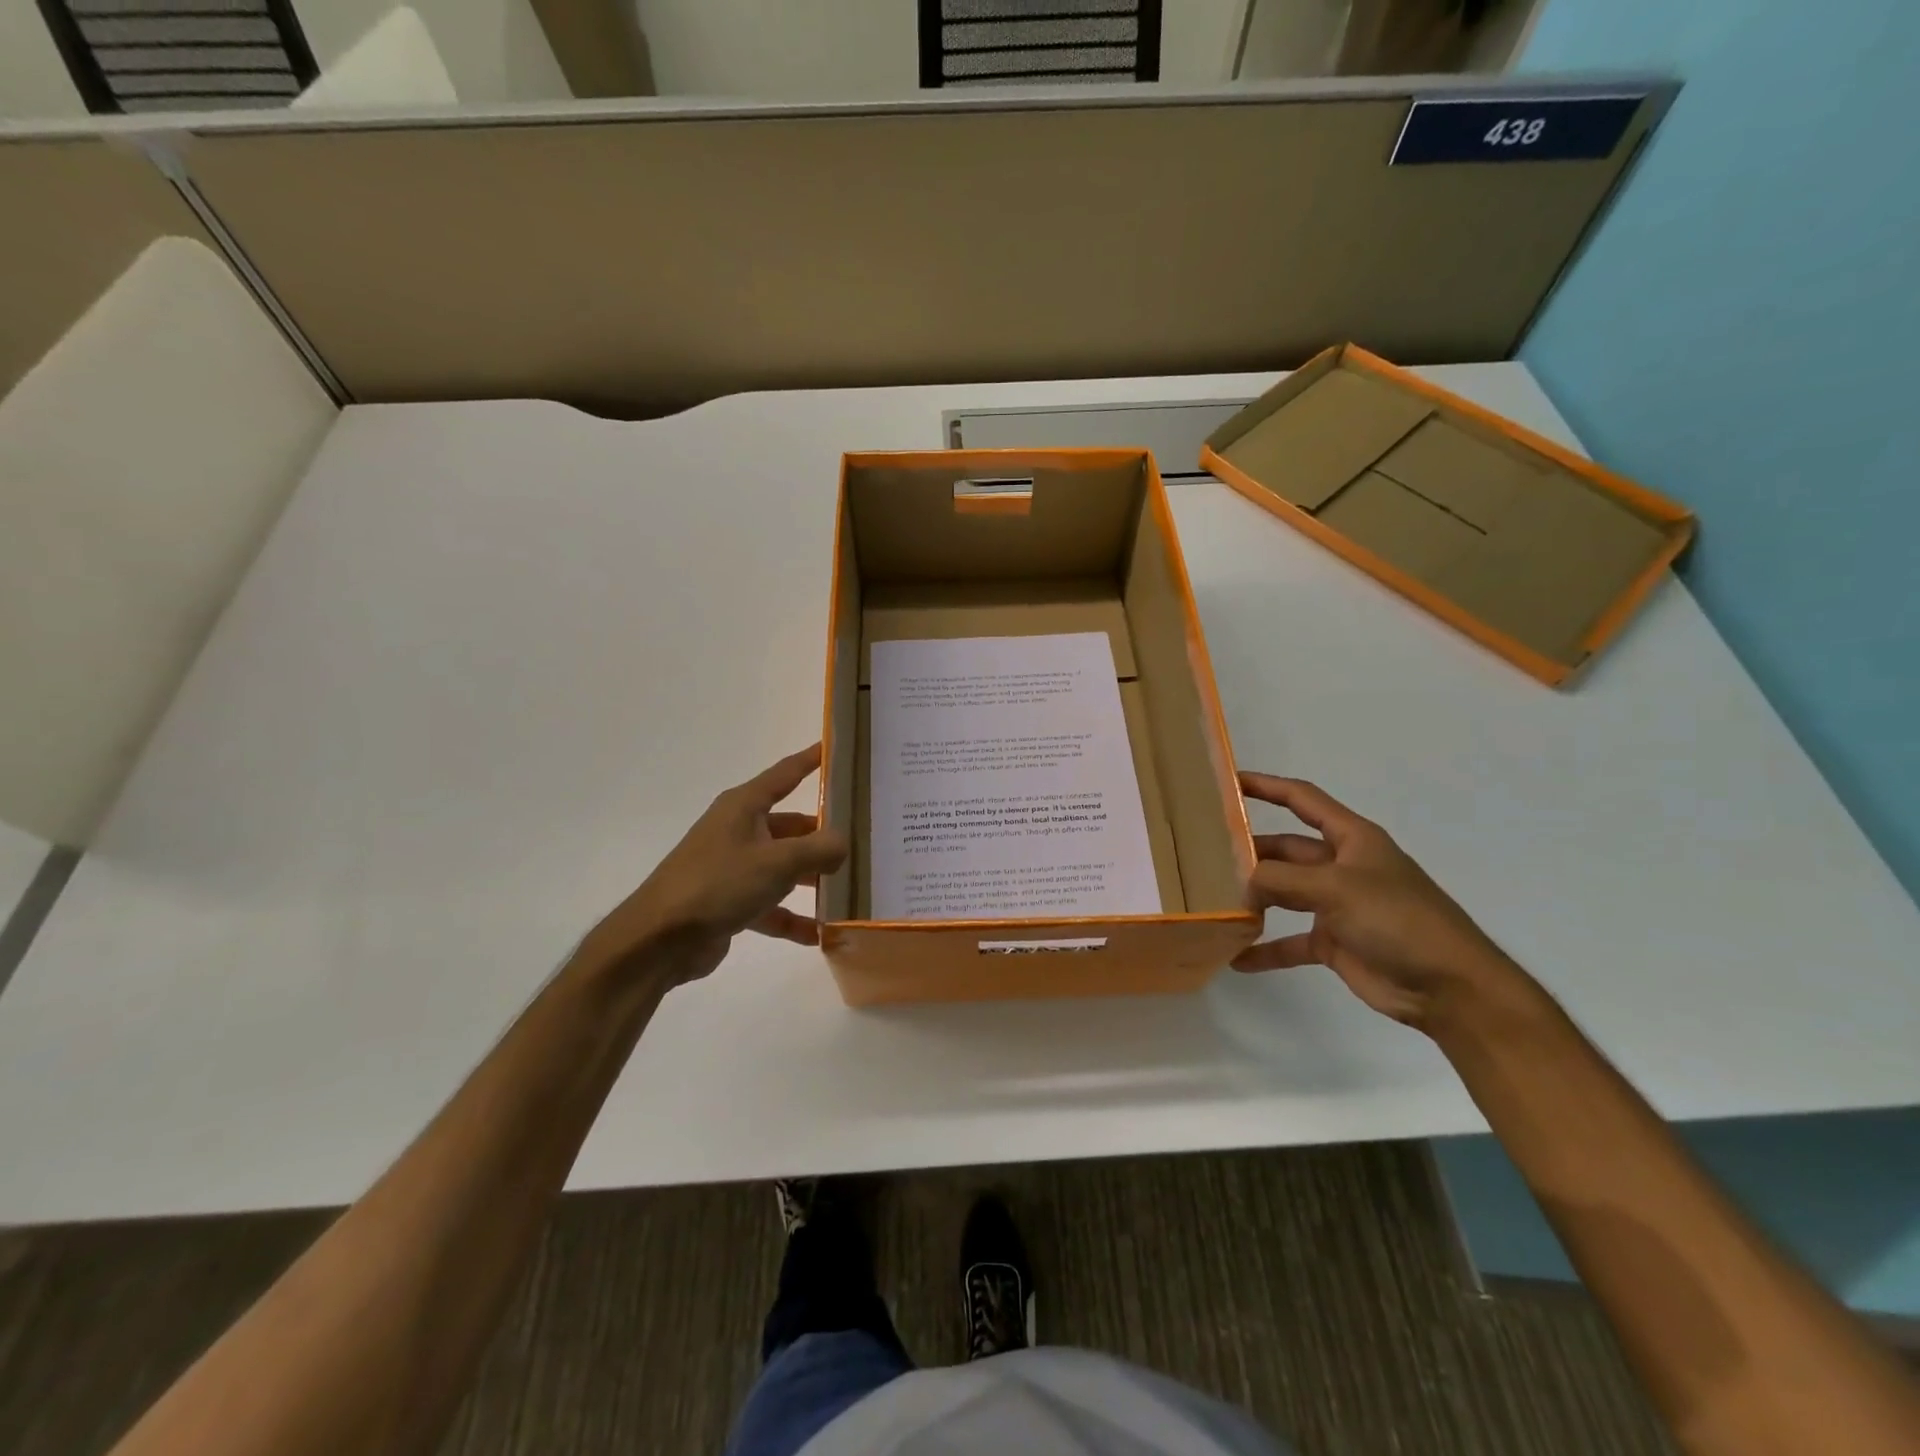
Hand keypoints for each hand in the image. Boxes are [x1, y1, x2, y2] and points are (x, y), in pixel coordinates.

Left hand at [578, 745, 848, 988]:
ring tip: (849, 889)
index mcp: (744, 807)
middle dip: (823, 835)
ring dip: (811, 879)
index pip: (786, 773)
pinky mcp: (729, 902)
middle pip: (792, 826)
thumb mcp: (777, 862)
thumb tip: (844, 842)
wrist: (658, 940)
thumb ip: (819, 849)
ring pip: (784, 867)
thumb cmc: (718, 884)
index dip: (811, 760)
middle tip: (863, 840)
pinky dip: (792, 917)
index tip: (836, 748)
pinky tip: (819, 934)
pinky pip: (771, 905)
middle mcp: (739, 830)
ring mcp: (733, 867)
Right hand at [1232, 772, 1517, 1029]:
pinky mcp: (1336, 942)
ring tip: (1214, 901)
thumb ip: (1281, 880)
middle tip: (1205, 855)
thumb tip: (1240, 886)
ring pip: (1284, 893)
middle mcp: (1342, 866)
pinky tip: (1237, 957)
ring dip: (1254, 899)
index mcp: (1352, 839)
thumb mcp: (1336, 888)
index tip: (1228, 782)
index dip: (1267, 787)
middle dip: (1251, 852)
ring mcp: (1338, 905)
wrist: (1450, 988)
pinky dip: (1267, 948)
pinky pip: (1291, 941)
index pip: (1303, 800)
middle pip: (1286, 850)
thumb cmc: (1399, 920)